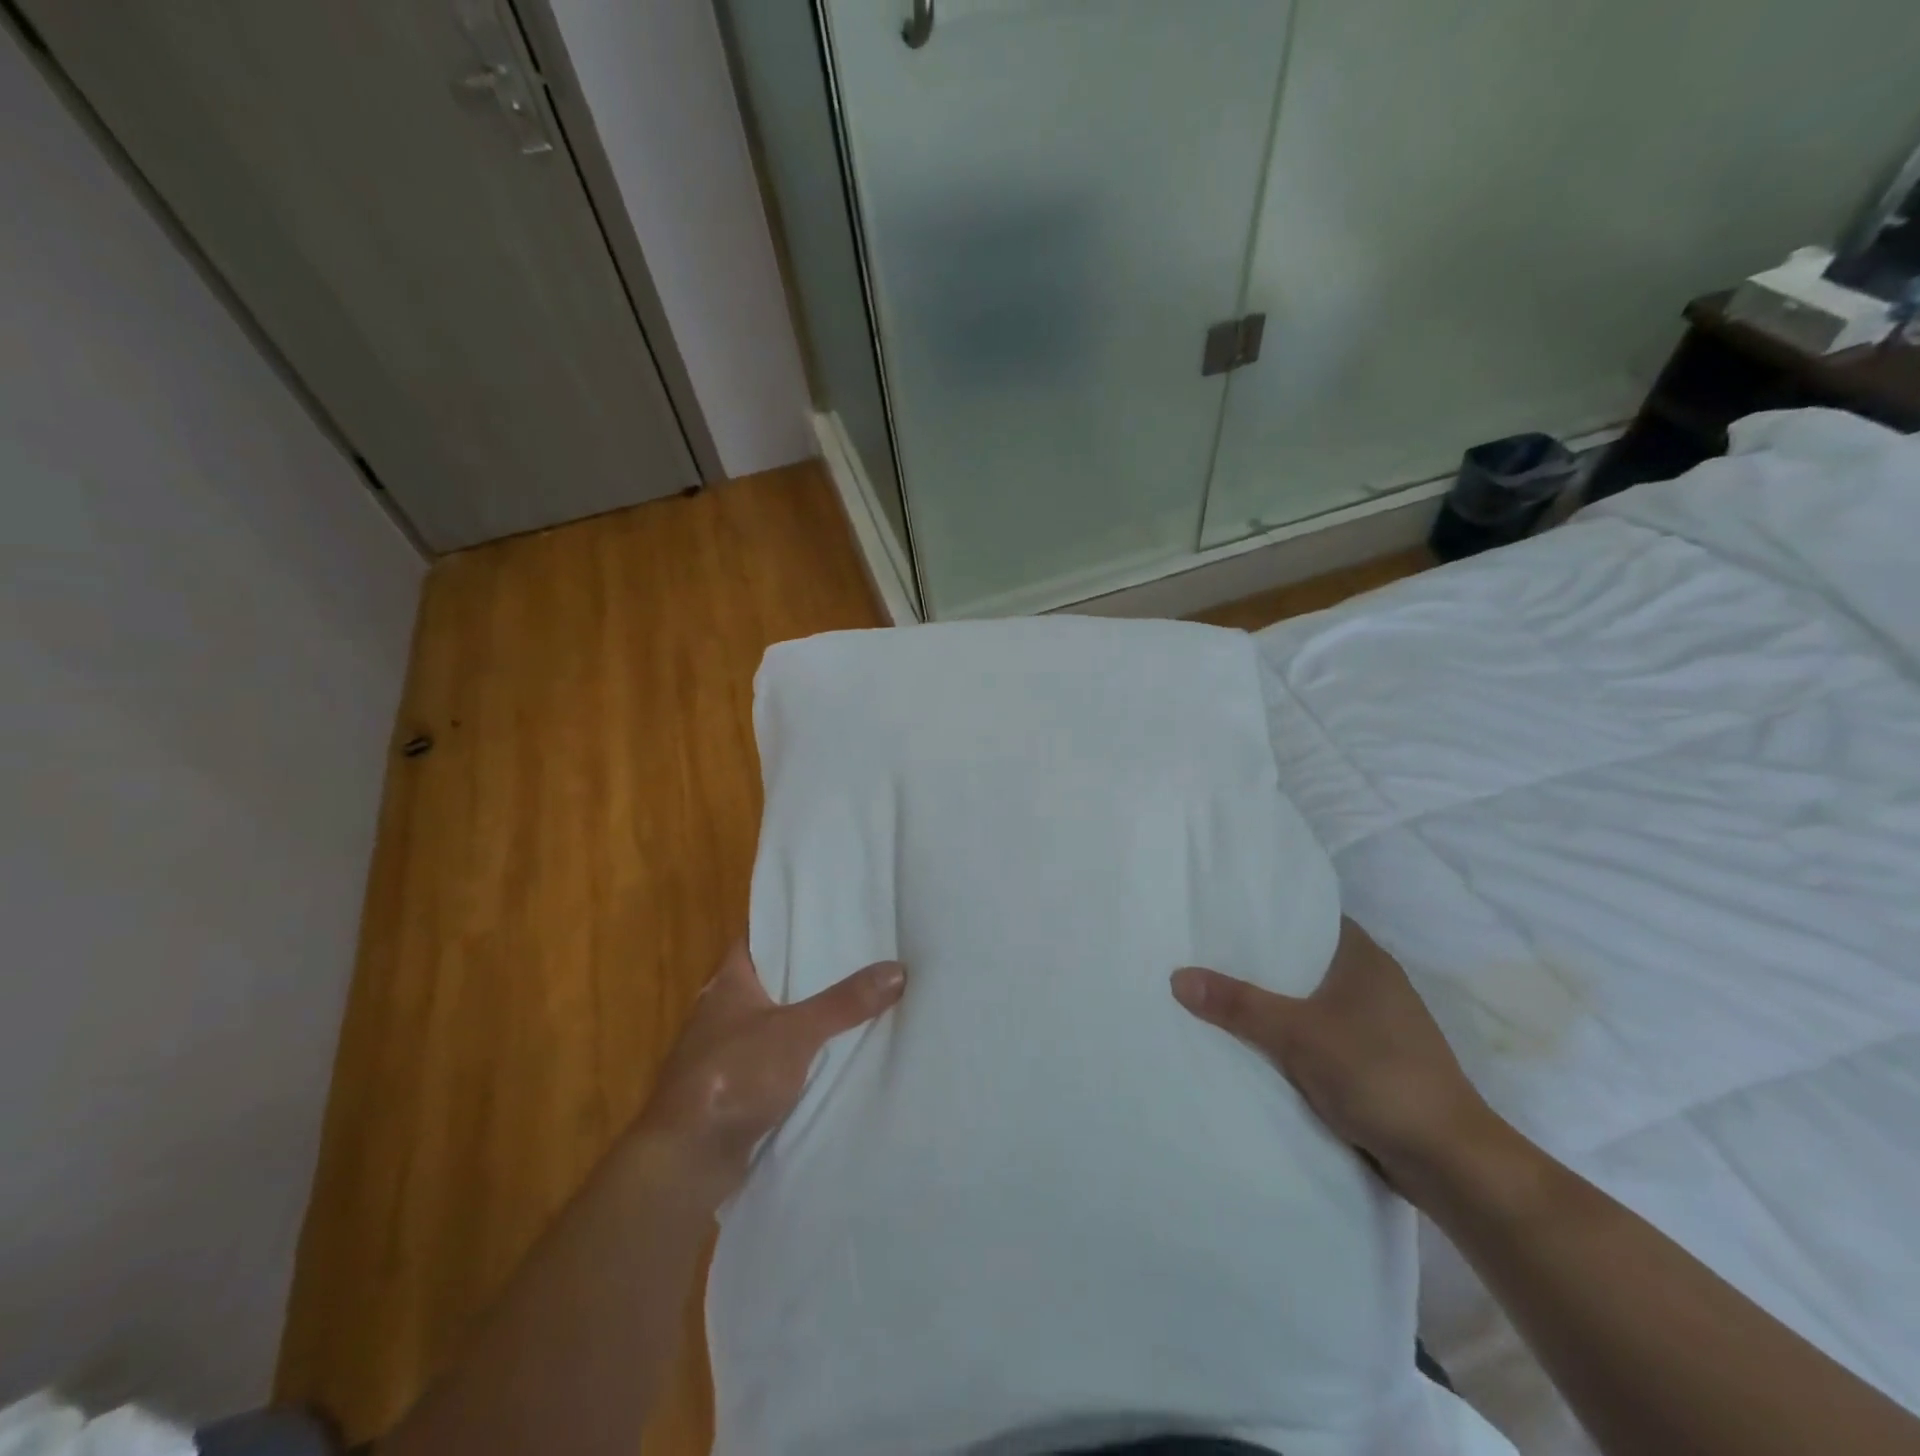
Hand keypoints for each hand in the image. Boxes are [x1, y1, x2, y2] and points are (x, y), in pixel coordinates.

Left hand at [634, 938, 904, 1203]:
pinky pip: (779, 1057)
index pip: (762, 936)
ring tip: (861, 997)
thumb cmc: (732, 1076)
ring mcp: (729, 1050)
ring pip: (780, 1020)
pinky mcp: (738, 1086)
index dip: (793, 925)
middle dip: (814, 971)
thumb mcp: (796, 1031)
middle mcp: (725, 1009)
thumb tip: (898, 969)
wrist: (686, 1160)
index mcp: (729, 981)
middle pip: (776, 978)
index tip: (833, 916)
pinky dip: (804, 1053)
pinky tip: (838, 1052)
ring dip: (811, 1014)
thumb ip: (844, 1002)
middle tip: (863, 953)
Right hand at [1171, 918, 1493, 1194]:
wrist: (1450, 1164)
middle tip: (1203, 952)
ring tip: (1216, 993)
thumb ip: (1238, 1004)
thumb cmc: (1378, 1076)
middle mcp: (1371, 983)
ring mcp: (1374, 1025)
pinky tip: (1251, 1041)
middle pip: (1302, 959)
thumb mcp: (1298, 1035)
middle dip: (1257, 960)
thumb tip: (1177, 977)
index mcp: (1364, 959)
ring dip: (1272, 1002)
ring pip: (1308, 1000)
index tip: (1220, 912)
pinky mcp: (1371, 1062)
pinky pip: (1316, 1034)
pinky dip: (1287, 1035)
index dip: (1266, 912)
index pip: (1308, 916)